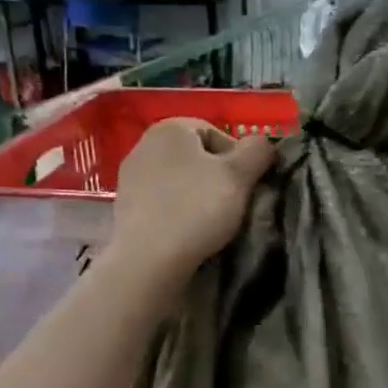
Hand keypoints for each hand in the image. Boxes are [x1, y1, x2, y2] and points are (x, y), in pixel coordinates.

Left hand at [111, 118, 277, 281]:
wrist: (147, 259)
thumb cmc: (196, 208)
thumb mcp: (239, 176)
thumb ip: (258, 151)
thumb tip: (263, 144)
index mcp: (170, 128)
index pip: (216, 134)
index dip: (238, 159)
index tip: (245, 186)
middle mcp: (144, 144)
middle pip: (196, 158)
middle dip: (216, 178)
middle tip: (231, 205)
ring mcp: (130, 176)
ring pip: (178, 180)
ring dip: (196, 196)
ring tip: (210, 222)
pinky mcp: (123, 206)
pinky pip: (161, 201)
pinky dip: (176, 211)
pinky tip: (186, 232)